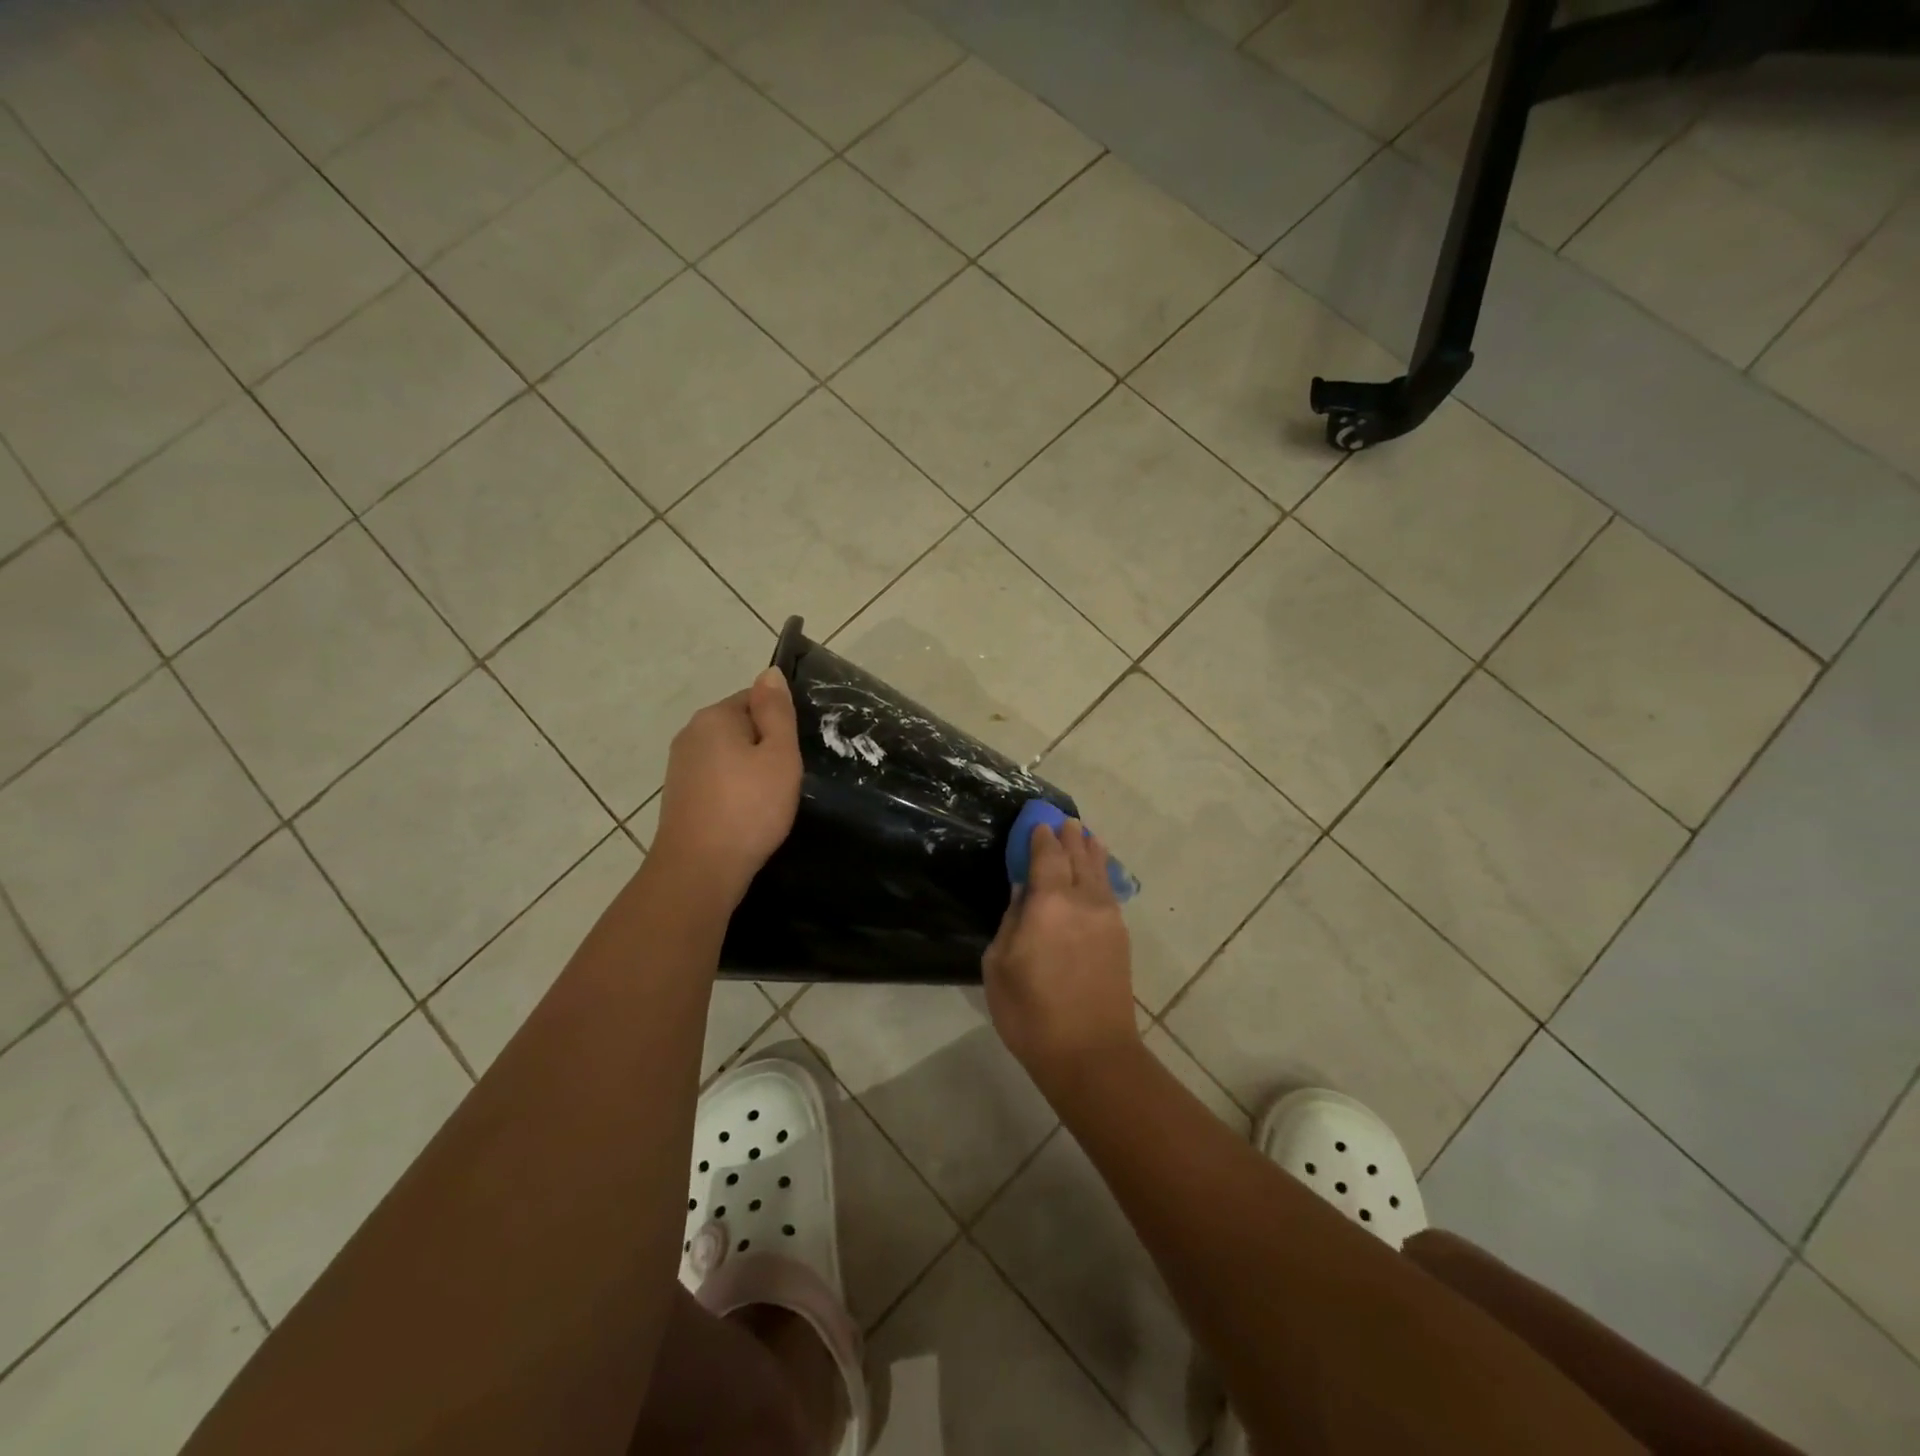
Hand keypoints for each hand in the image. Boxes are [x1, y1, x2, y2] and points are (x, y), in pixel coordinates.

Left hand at [651, 669, 802, 908]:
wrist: (699, 869)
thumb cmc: (749, 807)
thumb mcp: (778, 754)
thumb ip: (776, 711)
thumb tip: (770, 672)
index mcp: (715, 716)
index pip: (755, 698)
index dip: (780, 723)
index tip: (792, 754)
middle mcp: (690, 733)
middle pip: (739, 726)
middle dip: (763, 746)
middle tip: (785, 778)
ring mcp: (679, 766)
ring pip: (727, 755)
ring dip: (748, 770)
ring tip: (768, 800)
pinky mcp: (678, 795)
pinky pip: (715, 779)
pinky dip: (733, 789)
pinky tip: (745, 813)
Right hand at [984, 821, 1139, 1083]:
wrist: (1090, 1052)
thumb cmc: (1031, 1012)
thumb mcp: (999, 965)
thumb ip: (1011, 920)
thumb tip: (1023, 891)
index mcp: (1049, 903)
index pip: (1047, 855)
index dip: (1041, 836)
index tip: (1037, 822)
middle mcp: (1082, 900)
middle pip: (1077, 856)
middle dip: (1069, 836)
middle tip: (1063, 821)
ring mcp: (1107, 917)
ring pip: (1099, 871)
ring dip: (1090, 849)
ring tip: (1085, 834)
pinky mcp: (1120, 936)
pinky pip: (1109, 891)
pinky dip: (1102, 873)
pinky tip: (1099, 872)